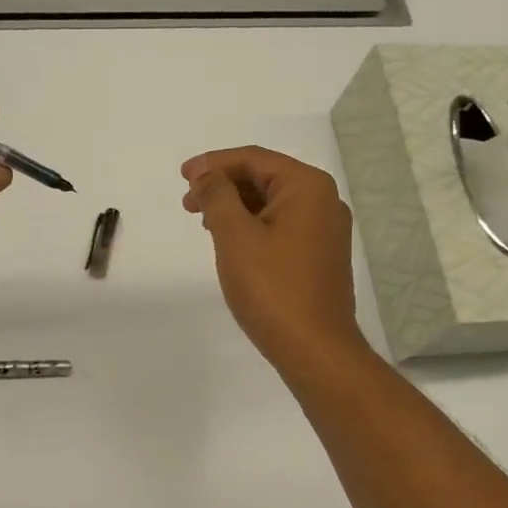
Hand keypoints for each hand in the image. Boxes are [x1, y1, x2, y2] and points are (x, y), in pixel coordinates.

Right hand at [182, 146, 364, 370]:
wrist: (314, 348)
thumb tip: (207, 174)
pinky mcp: (321, 256)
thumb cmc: (272, 288)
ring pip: (272, 203)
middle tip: (188, 203)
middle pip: (265, 178)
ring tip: (204, 222)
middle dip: (223, 185)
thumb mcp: (235, 236)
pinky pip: (282, 226)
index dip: (213, 163)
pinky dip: (253, 225)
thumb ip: (217, 196)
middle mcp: (323, 201)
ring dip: (236, 206)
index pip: (254, 159)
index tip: (182, 176)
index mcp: (307, 187)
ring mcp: (326, 230)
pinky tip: (232, 242)